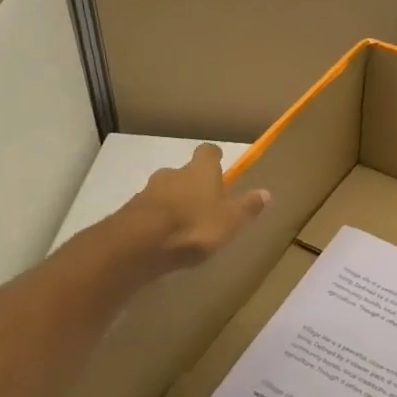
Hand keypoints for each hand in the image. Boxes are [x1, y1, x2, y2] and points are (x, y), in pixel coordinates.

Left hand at [121, 144, 269, 272]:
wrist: (139, 244)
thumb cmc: (194, 226)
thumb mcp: (231, 220)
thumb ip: (247, 206)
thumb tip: (266, 192)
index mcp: (200, 171)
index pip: (208, 152)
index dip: (214, 158)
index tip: (220, 165)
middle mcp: (173, 173)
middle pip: (185, 172)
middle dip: (193, 184)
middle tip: (204, 203)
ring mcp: (148, 191)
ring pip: (165, 191)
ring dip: (173, 202)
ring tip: (183, 225)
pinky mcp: (130, 211)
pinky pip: (149, 210)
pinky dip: (157, 218)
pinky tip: (163, 238)